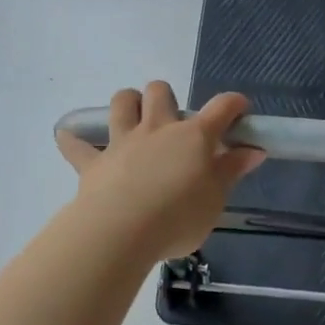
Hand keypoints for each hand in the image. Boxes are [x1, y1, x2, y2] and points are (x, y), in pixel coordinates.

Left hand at [56, 82, 264, 261]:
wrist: (121, 232)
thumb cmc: (179, 217)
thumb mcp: (216, 199)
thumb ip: (232, 171)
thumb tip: (253, 149)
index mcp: (194, 137)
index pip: (221, 108)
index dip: (234, 104)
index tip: (240, 110)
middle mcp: (157, 129)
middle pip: (160, 91)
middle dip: (167, 97)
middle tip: (173, 122)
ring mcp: (123, 142)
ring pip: (122, 103)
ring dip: (128, 103)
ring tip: (133, 119)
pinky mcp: (93, 163)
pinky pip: (77, 145)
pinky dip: (74, 140)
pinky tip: (71, 139)